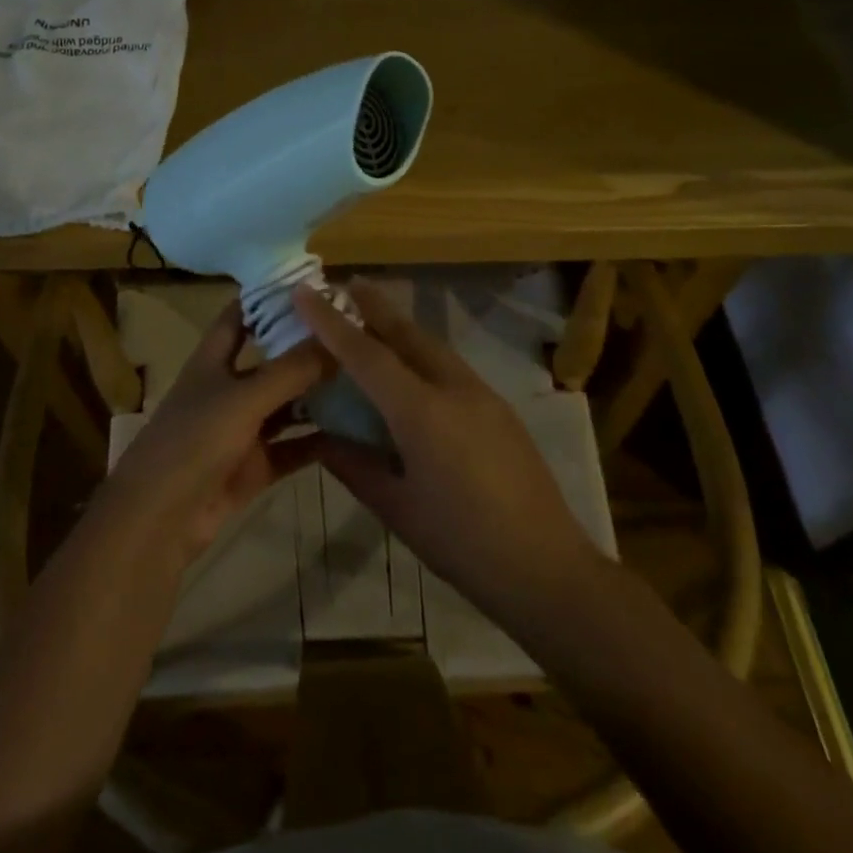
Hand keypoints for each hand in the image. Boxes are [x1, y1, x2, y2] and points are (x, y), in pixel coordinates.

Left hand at [97, 300, 331, 568]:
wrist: (159, 521)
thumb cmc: (193, 442)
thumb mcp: (244, 399)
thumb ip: (291, 370)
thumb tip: (337, 337)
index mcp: (213, 361)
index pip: (240, 315)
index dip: (268, 297)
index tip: (311, 283)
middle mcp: (228, 389)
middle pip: (271, 360)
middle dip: (306, 347)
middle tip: (354, 330)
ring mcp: (241, 430)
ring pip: (286, 405)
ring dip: (317, 394)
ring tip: (364, 376)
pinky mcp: (254, 466)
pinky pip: (292, 447)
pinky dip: (318, 440)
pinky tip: (356, 430)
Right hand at [293, 279, 607, 625]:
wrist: (548, 568)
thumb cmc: (462, 544)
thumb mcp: (397, 509)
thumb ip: (354, 466)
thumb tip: (321, 439)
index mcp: (422, 412)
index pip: (366, 354)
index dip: (330, 322)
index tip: (304, 291)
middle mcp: (453, 387)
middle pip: (406, 333)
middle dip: (373, 305)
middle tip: (344, 284)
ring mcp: (482, 393)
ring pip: (431, 345)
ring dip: (399, 327)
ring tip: (372, 319)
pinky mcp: (498, 406)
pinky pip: (449, 365)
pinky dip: (421, 353)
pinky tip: (411, 367)